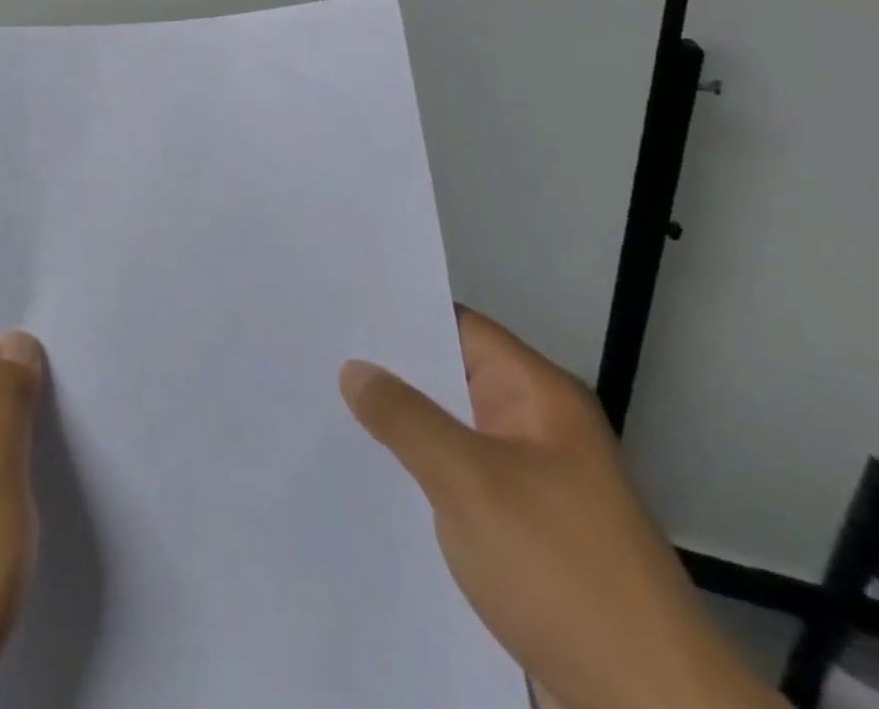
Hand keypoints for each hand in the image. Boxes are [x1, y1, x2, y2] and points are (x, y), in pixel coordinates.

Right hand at [341, 309, 781, 708]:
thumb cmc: (562, 573)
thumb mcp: (469, 481)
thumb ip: (405, 417)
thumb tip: (355, 369)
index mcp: (540, 397)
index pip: (457, 326)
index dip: (398, 312)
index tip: (336, 305)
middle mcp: (538, 427)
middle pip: (450, 375)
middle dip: (388, 367)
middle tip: (316, 350)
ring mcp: (533, 481)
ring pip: (450, 429)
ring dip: (400, 422)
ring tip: (325, 399)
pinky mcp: (524, 530)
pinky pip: (457, 476)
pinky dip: (417, 468)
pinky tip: (368, 469)